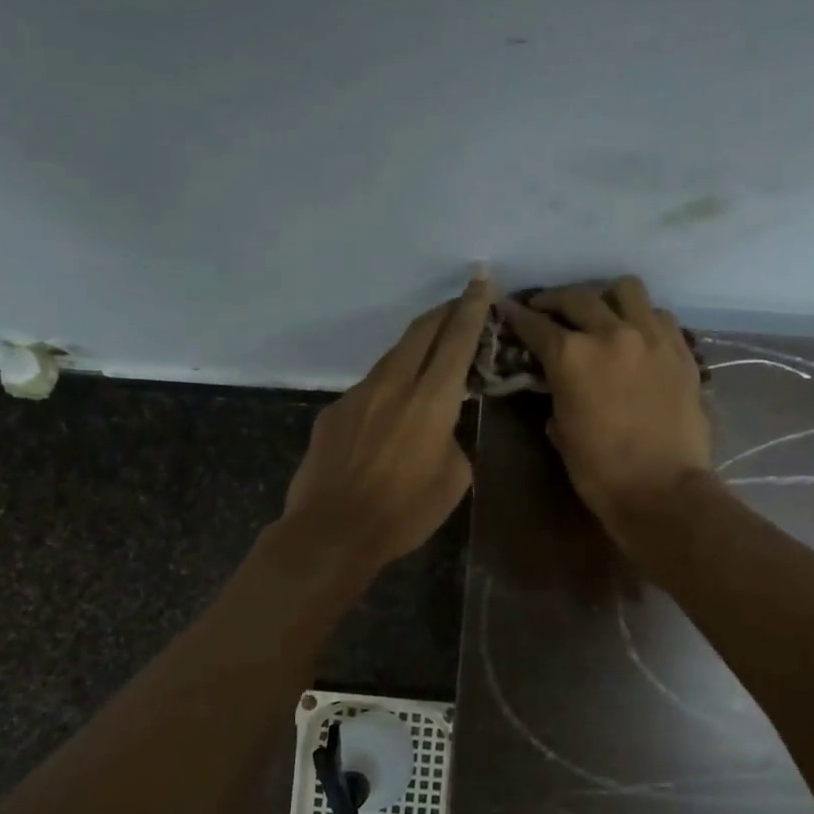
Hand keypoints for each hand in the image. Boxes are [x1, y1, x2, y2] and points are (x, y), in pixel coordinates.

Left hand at [280, 278, 491, 572]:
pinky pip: (368, 389)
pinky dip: (388, 387)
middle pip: (420, 333)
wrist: (332, 531)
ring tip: (428, 356)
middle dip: (443, 312)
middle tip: (459, 303)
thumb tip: (439, 430)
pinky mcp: (334, 412)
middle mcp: (393, 385)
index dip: (471, 308)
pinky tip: (389, 413)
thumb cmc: (403, 513)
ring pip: (392, 358)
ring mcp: (358, 396)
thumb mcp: (453, 481)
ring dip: (414, 349)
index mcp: (431, 401)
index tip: (480, 281)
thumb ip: (452, 440)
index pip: (455, 340)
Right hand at [499, 277, 711, 542]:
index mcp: (572, 356)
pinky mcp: (681, 349)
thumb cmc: (600, 471)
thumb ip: (557, 391)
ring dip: (605, 297)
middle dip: (555, 300)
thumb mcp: (562, 430)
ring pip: (625, 290)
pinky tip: (635, 334)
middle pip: (577, 297)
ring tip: (599, 312)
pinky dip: (641, 317)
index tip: (507, 308)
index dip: (517, 315)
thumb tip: (557, 381)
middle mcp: (611, 333)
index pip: (536, 324)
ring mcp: (652, 337)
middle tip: (546, 310)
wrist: (663, 491)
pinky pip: (658, 315)